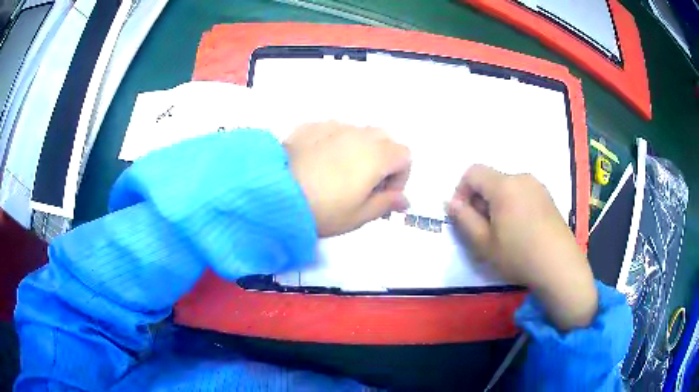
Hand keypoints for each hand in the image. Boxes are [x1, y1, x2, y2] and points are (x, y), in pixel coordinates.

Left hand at [284, 122, 410, 237]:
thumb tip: (404, 200)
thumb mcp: (359, 216)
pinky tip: (318, 163)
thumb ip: (386, 204)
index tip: (384, 195)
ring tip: (339, 174)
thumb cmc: (323, 209)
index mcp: (377, 155)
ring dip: (359, 150)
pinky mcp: (311, 126)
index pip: (405, 156)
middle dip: (383, 161)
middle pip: (385, 140)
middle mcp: (359, 134)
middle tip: (365, 185)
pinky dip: (335, 144)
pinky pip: (333, 131)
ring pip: (358, 133)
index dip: (400, 177)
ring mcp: (333, 126)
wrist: (274, 194)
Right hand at [446, 165, 596, 330]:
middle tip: (483, 229)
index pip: (473, 172)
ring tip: (503, 232)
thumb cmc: (519, 256)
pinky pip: (522, 193)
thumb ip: (464, 219)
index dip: (461, 190)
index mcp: (504, 185)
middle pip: (491, 179)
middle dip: (480, 200)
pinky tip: (521, 230)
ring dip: (497, 203)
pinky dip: (513, 205)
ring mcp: (538, 186)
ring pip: (507, 187)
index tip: (464, 216)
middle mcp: (521, 178)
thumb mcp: (484, 243)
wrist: (560, 266)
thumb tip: (451, 202)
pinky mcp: (548, 197)